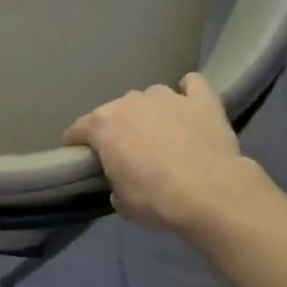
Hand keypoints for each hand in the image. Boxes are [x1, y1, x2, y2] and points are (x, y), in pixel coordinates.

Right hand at [63, 72, 261, 232]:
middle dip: (116, 129)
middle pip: (115, 111)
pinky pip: (192, 85)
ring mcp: (168, 97)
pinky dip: (188, 92)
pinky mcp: (202, 100)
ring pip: (150, 97)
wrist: (210, 193)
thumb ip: (114, 182)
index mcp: (103, 125)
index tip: (81, 159)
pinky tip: (189, 105)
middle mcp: (131, 102)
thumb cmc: (155, 199)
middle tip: (126, 153)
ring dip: (150, 112)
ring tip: (160, 134)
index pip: (77, 130)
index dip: (76, 145)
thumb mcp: (120, 201)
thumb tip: (122, 179)